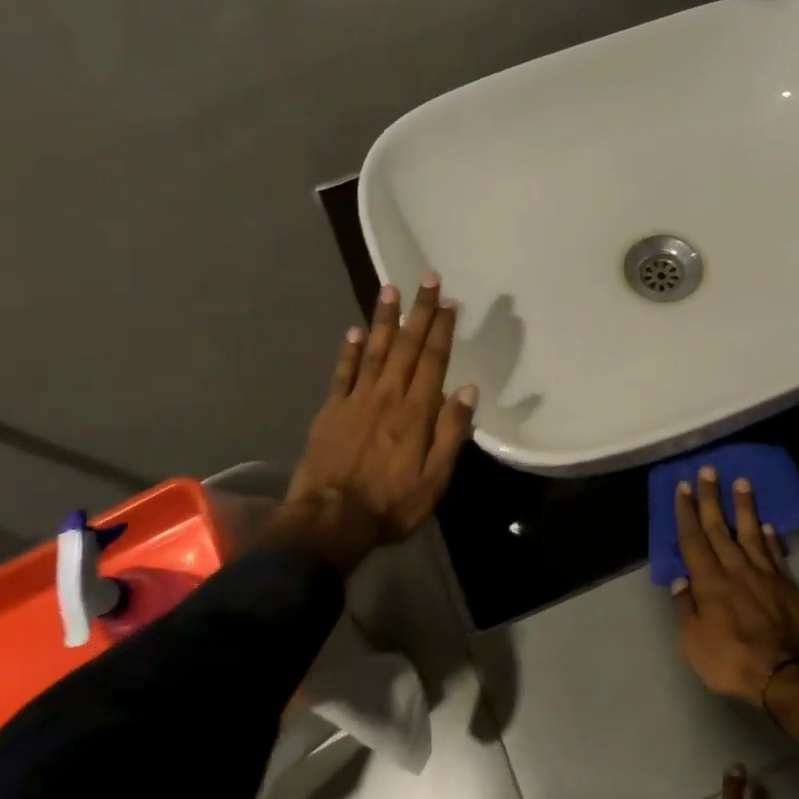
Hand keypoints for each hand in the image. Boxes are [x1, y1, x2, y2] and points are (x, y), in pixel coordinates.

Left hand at [274, 275, 476, 574]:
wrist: (330, 519)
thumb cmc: (390, 504)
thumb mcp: (435, 479)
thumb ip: (451, 432)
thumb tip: (468, 389)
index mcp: (416, 412)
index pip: (433, 360)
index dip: (442, 330)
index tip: (449, 302)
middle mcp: (387, 396)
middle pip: (407, 346)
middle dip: (419, 311)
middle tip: (427, 279)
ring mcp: (356, 400)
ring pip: (375, 351)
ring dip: (385, 319)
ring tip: (390, 289)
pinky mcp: (331, 410)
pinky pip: (342, 373)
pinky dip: (350, 351)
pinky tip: (355, 331)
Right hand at [672, 468, 798, 741]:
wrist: (791, 675)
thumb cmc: (734, 661)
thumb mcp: (694, 644)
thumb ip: (686, 609)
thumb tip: (679, 581)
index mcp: (709, 582)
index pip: (694, 540)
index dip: (687, 513)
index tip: (684, 487)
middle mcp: (736, 569)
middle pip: (720, 528)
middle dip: (711, 498)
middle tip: (708, 470)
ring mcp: (765, 575)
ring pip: (751, 533)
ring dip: (744, 507)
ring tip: (741, 482)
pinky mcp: (789, 585)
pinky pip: (775, 553)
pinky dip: (769, 537)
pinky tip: (766, 525)